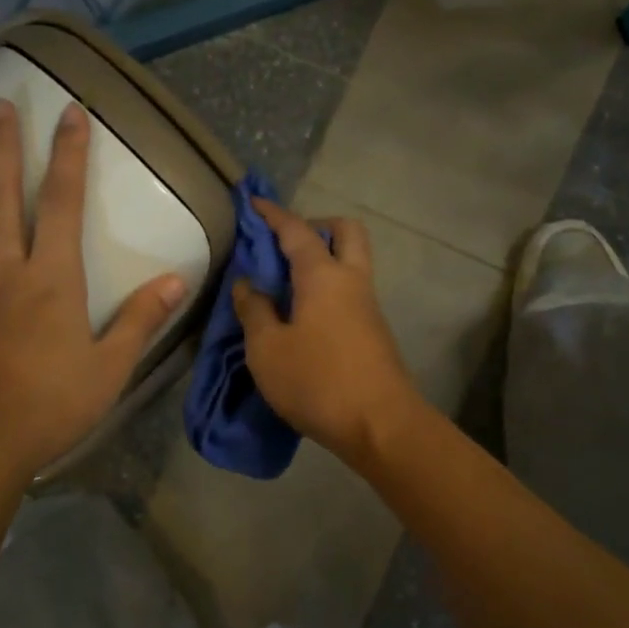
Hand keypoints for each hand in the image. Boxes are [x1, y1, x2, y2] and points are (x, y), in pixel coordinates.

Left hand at [0, 99, 184, 476]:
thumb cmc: (52, 406)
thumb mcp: (112, 366)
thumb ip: (140, 319)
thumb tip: (176, 279)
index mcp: (52, 280)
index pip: (64, 206)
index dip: (70, 157)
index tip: (70, 114)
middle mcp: (3, 274)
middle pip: (1, 202)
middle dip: (3, 152)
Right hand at [231, 198, 422, 464]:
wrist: (380, 424)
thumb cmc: (317, 381)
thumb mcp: (267, 349)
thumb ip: (254, 310)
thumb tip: (248, 284)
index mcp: (324, 276)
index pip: (297, 230)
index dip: (273, 214)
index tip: (253, 203)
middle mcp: (352, 281)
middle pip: (345, 232)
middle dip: (316, 227)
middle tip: (283, 247)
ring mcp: (368, 306)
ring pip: (351, 263)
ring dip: (323, 261)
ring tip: (283, 286)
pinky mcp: (373, 331)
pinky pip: (350, 292)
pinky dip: (327, 289)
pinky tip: (301, 316)